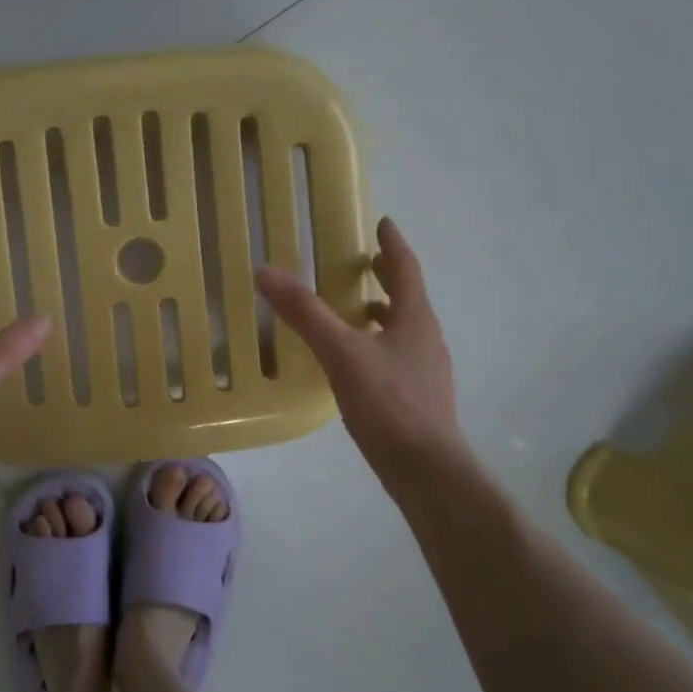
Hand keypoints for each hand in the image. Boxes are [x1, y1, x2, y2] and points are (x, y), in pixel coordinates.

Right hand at [256, 215, 469, 487]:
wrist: (425, 468)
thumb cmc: (388, 403)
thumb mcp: (341, 353)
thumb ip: (305, 313)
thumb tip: (266, 272)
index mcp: (415, 318)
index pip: (406, 269)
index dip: (393, 244)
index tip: (383, 223)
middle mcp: (426, 338)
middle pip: (409, 297)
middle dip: (387, 278)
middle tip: (364, 264)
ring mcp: (426, 370)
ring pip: (404, 328)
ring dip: (383, 312)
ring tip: (355, 311)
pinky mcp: (419, 397)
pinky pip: (398, 355)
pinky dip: (379, 343)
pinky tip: (356, 362)